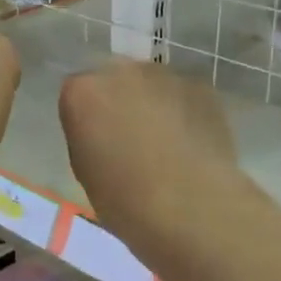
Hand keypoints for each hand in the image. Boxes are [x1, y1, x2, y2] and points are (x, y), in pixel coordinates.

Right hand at [58, 61, 245, 252]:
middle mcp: (122, 71)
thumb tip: (104, 131)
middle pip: (116, 79)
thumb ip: (88, 135)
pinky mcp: (202, 87)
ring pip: (153, 85)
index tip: (98, 140)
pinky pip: (184, 95)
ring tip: (167, 142)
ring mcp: (166, 75)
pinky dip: (184, 112)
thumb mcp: (84, 170)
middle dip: (120, 101)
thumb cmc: (125, 200)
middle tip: (132, 137)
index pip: (78, 92)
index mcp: (83, 92)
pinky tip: (192, 143)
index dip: (88, 116)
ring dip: (154, 104)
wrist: (191, 209)